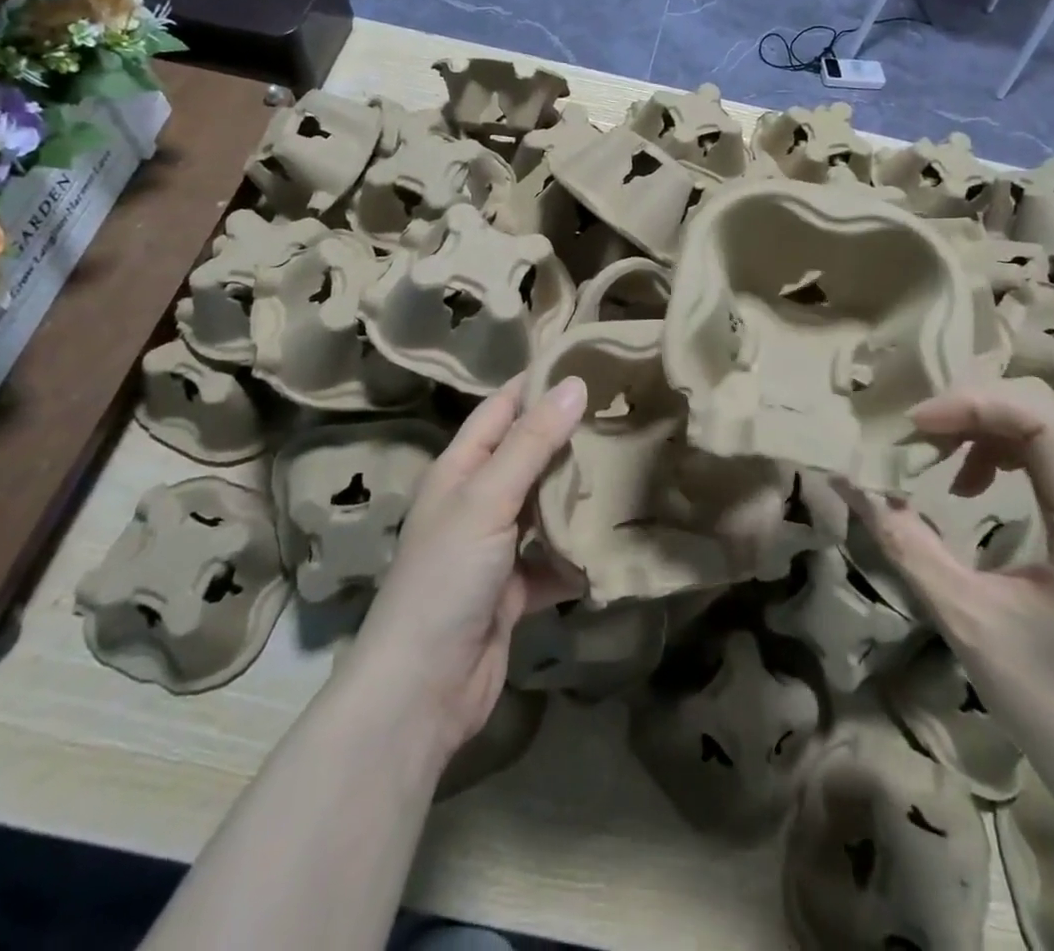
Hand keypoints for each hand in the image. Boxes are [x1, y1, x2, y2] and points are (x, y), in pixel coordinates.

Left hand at [340, 374, 587, 760]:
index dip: (536, 384)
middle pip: (527, 455)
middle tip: (623, 413)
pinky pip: (553, 559)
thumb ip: (531, 443)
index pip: (500, 409)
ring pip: (544, 506)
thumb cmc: (446, 577)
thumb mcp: (487, 500)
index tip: (587, 362)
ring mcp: (494, 547)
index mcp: (459, 470)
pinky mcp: (514, 589)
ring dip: (577, 494)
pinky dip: (577, 554)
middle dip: (568, 436)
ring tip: (630, 467)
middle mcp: (476, 501)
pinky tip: (613, 543)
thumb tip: (574, 384)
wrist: (423, 690)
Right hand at [842, 377, 1053, 803]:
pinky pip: (1045, 455)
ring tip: (935, 456)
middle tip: (917, 434)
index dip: (973, 405)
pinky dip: (996, 449)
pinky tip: (967, 484)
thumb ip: (904, 541)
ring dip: (981, 426)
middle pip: (1043, 410)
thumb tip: (850, 481)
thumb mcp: (964, 618)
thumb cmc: (1046, 700)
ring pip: (1043, 426)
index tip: (915, 426)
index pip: (1043, 421)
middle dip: (972, 407)